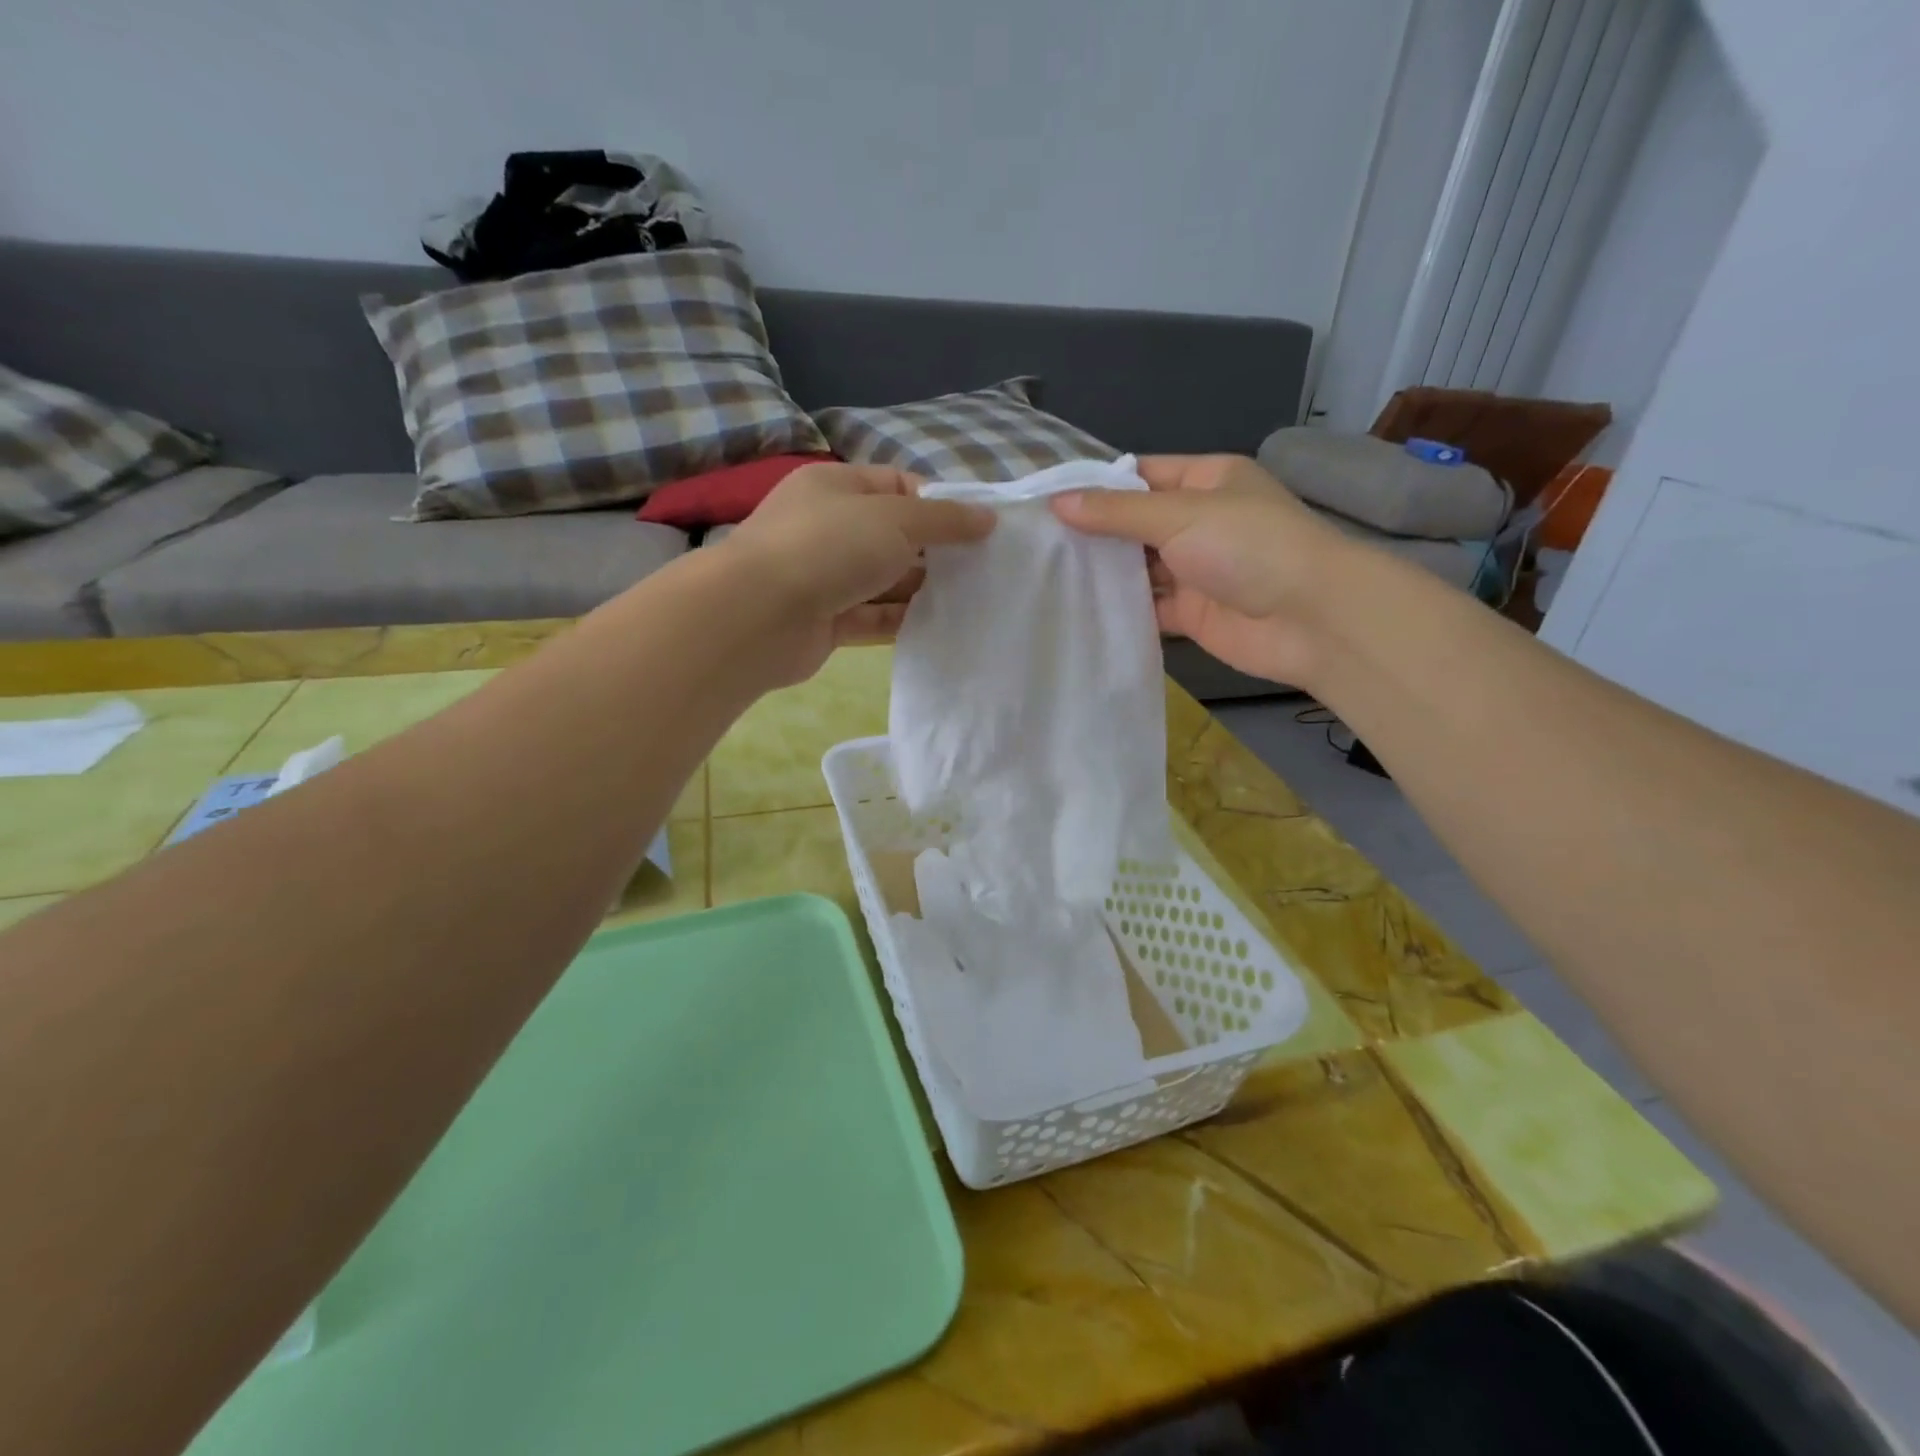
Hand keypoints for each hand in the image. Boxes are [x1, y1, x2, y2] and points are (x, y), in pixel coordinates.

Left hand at [717, 462, 994, 681]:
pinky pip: (874, 617)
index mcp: (836, 486)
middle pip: (893, 536)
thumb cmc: (829, 547)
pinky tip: (940, 626)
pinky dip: (902, 620)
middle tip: (982, 569)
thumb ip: (944, 520)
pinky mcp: (827, 621)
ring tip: (971, 599)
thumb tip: (988, 517)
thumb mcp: (895, 518)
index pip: (897, 486)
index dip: (938, 504)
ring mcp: (825, 577)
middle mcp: (829, 528)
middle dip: (935, 551)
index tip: (977, 529)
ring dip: (922, 589)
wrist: (760, 616)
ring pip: (884, 580)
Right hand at [1051, 454, 1354, 686]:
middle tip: (1038, 544)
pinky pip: (1148, 607)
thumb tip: (1057, 502)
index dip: (1097, 486)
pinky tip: (1078, 611)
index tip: (1048, 501)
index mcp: (1207, 481)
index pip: (1141, 475)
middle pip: (1136, 523)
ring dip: (1103, 573)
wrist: (1311, 619)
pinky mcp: (1192, 613)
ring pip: (1139, 568)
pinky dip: (1120, 610)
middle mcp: (1200, 521)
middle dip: (1094, 533)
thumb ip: (1116, 513)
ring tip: (1047, 576)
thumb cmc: (1248, 546)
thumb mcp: (1179, 515)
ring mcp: (1196, 570)